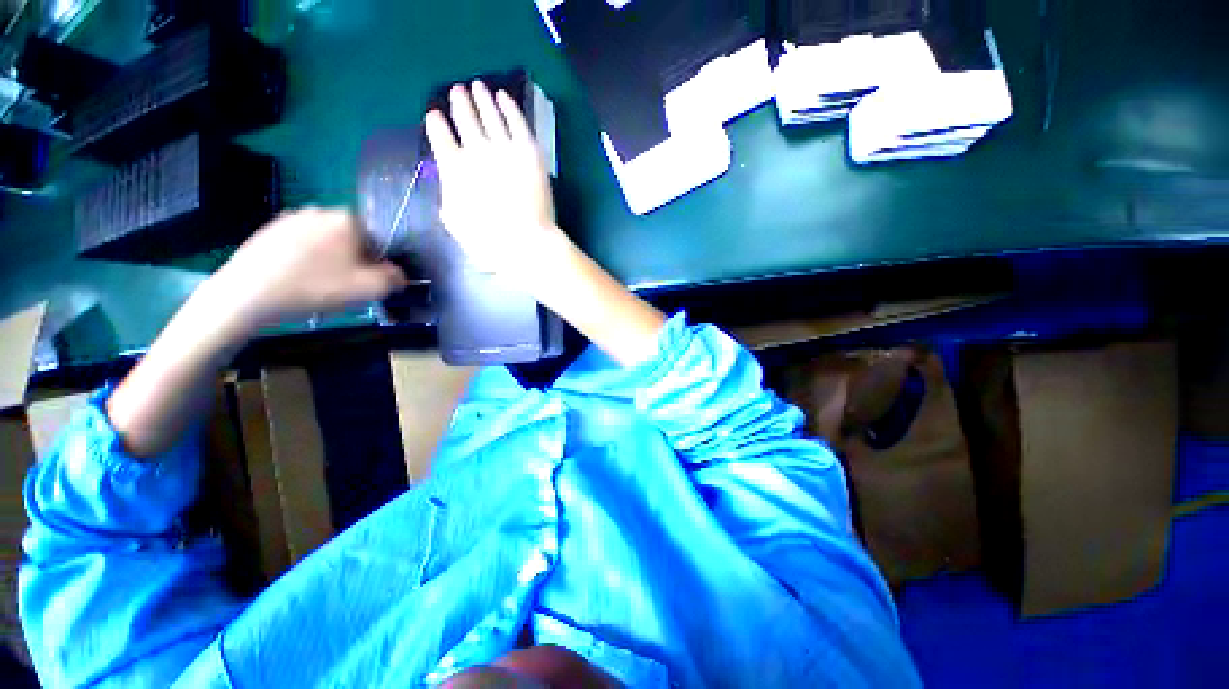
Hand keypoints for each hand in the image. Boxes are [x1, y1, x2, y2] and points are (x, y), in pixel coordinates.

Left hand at [210, 207, 407, 329]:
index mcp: (348, 219)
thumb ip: (394, 278)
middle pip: (352, 236)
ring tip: (319, 283)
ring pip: (326, 240)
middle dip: (355, 257)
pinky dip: (306, 258)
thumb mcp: (369, 289)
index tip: (369, 278)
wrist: (247, 294)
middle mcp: (321, 210)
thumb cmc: (315, 288)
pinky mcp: (269, 230)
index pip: (378, 236)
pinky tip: (297, 278)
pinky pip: (301, 243)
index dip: (379, 259)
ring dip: (330, 258)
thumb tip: (398, 274)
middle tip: (346, 284)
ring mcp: (291, 218)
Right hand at [424, 81, 566, 280]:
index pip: (440, 137)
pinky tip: (503, 97)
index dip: (437, 124)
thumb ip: (450, 201)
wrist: (525, 241)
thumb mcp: (457, 224)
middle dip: (459, 104)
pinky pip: (516, 120)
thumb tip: (451, 191)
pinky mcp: (528, 150)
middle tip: (458, 92)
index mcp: (453, 168)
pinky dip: (508, 106)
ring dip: (482, 98)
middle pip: (465, 118)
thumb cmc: (489, 241)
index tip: (435, 115)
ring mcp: (503, 147)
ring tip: (478, 87)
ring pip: (489, 114)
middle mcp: (475, 150)